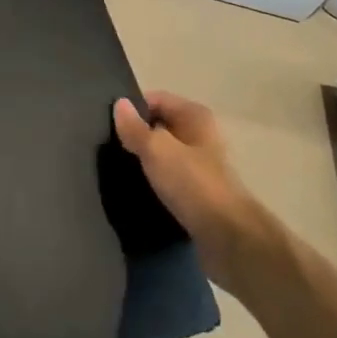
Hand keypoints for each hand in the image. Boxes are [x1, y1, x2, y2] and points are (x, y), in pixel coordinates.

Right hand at [112, 92, 260, 255]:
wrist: (228, 238)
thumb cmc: (193, 184)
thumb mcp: (157, 150)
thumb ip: (135, 128)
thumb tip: (119, 103)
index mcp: (195, 116)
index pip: (156, 99)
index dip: (132, 108)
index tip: (107, 124)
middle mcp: (201, 136)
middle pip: (160, 126)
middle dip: (136, 135)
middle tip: (107, 147)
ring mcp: (201, 166)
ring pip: (164, 154)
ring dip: (144, 160)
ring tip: (116, 168)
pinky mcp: (198, 193)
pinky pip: (169, 178)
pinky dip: (154, 181)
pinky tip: (136, 189)